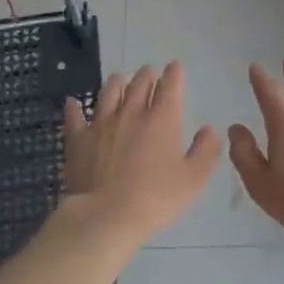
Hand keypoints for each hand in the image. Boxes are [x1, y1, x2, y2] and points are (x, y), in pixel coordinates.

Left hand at [62, 64, 221, 240]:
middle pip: (139, 83)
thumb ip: (205, 151)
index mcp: (162, 119)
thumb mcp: (193, 180)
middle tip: (149, 72)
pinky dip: (75, 107)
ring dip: (116, 82)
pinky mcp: (78, 138)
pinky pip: (75, 116)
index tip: (175, 68)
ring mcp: (101, 123)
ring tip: (119, 79)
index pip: (170, 86)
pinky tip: (73, 102)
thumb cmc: (156, 199)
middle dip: (147, 75)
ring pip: (109, 92)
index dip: (174, 74)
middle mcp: (131, 112)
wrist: (106, 215)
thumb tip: (209, 129)